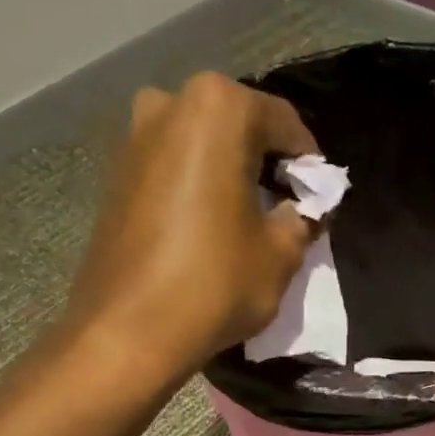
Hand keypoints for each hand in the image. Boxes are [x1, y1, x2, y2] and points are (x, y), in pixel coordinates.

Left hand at [60, 73, 318, 381]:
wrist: (128, 330)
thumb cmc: (215, 283)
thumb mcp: (280, 255)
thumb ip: (302, 219)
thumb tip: (302, 210)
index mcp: (218, 108)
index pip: (284, 123)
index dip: (309, 162)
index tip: (320, 196)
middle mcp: (169, 104)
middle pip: (237, 127)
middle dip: (265, 163)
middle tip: (286, 206)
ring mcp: (133, 138)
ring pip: (201, 147)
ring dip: (229, 174)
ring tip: (248, 220)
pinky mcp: (114, 175)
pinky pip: (172, 169)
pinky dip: (197, 188)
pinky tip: (210, 228)